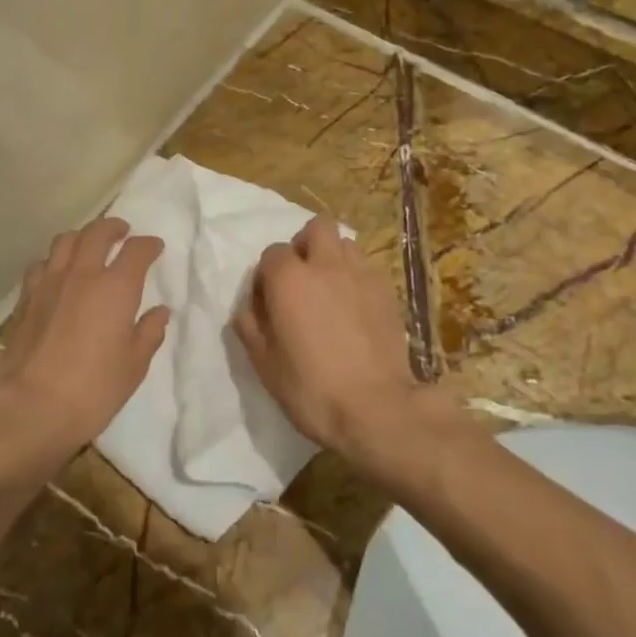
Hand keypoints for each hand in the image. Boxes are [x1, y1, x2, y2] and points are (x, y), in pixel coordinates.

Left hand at [0, 217, 168, 482]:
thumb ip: (148, 334)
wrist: (27, 407)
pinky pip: (42, 264)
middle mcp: (82, 274)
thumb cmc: (91, 391)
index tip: (155, 248)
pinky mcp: (25, 298)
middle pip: (97, 232)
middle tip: (122, 232)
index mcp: (115, 288)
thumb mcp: (133, 368)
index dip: (148, 245)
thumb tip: (160, 311)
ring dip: (81, 237)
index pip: (137, 251)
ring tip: (88, 247)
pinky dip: (55, 261)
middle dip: (113, 227)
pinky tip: (57, 275)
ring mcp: (49, 283)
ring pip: (65, 241)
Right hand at [233, 215, 437, 459]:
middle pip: (315, 227)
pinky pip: (367, 268)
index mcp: (289, 278)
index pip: (271, 253)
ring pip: (345, 243)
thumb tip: (248, 307)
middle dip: (306, 245)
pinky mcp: (387, 291)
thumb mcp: (264, 363)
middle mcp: (325, 264)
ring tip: (331, 290)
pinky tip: (356, 307)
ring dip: (333, 258)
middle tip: (302, 279)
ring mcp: (361, 274)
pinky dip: (357, 278)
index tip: (269, 303)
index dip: (267, 276)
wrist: (376, 409)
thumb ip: (249, 326)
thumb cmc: (311, 388)